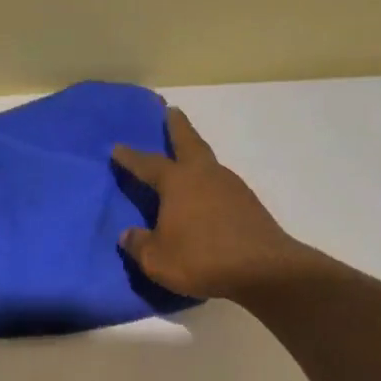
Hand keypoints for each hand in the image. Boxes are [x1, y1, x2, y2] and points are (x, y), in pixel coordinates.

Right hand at [111, 108, 306, 300]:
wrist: (263, 270)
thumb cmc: (202, 259)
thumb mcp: (157, 259)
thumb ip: (138, 244)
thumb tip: (128, 234)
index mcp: (178, 182)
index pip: (148, 164)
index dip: (131, 157)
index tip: (117, 147)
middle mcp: (205, 175)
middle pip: (189, 142)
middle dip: (178, 126)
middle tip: (171, 111)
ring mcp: (231, 187)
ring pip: (208, 162)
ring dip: (196, 154)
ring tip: (186, 157)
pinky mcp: (249, 204)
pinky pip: (221, 185)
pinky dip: (210, 182)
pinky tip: (206, 195)